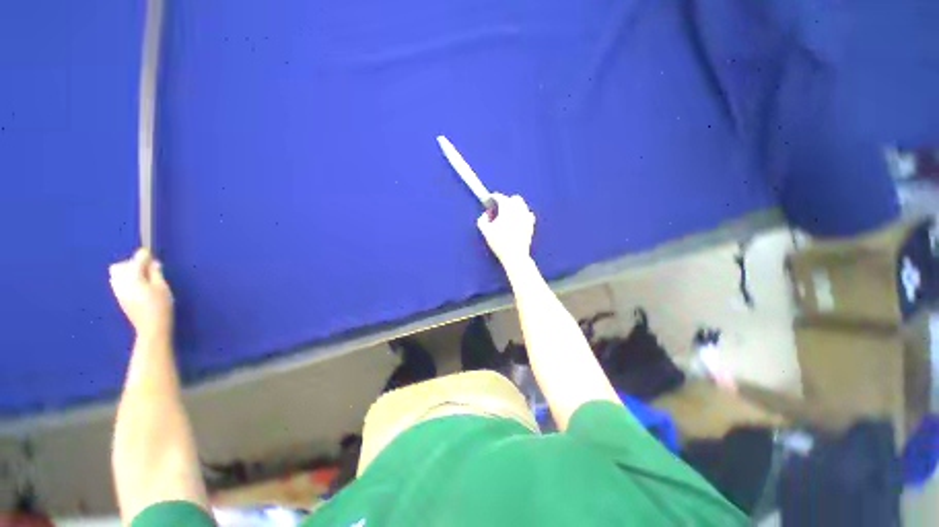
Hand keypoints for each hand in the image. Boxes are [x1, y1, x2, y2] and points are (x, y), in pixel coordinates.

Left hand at [109, 248, 173, 340]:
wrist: (151, 328)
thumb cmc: (161, 306)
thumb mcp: (162, 287)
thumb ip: (155, 273)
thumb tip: (152, 263)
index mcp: (133, 277)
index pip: (136, 259)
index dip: (145, 255)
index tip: (153, 255)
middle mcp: (121, 282)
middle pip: (120, 265)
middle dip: (133, 263)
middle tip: (148, 269)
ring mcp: (118, 291)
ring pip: (116, 274)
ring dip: (128, 272)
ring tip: (142, 278)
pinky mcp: (119, 298)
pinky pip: (118, 282)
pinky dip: (126, 280)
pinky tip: (138, 286)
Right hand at [477, 193, 534, 267]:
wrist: (515, 256)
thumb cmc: (500, 243)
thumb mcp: (485, 231)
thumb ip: (482, 219)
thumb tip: (486, 214)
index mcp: (507, 209)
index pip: (500, 197)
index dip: (493, 197)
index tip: (489, 200)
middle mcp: (519, 210)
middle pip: (514, 198)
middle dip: (506, 201)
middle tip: (498, 209)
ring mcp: (527, 217)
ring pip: (522, 205)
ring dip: (514, 207)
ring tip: (507, 215)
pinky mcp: (531, 225)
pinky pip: (528, 214)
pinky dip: (522, 214)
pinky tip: (517, 221)